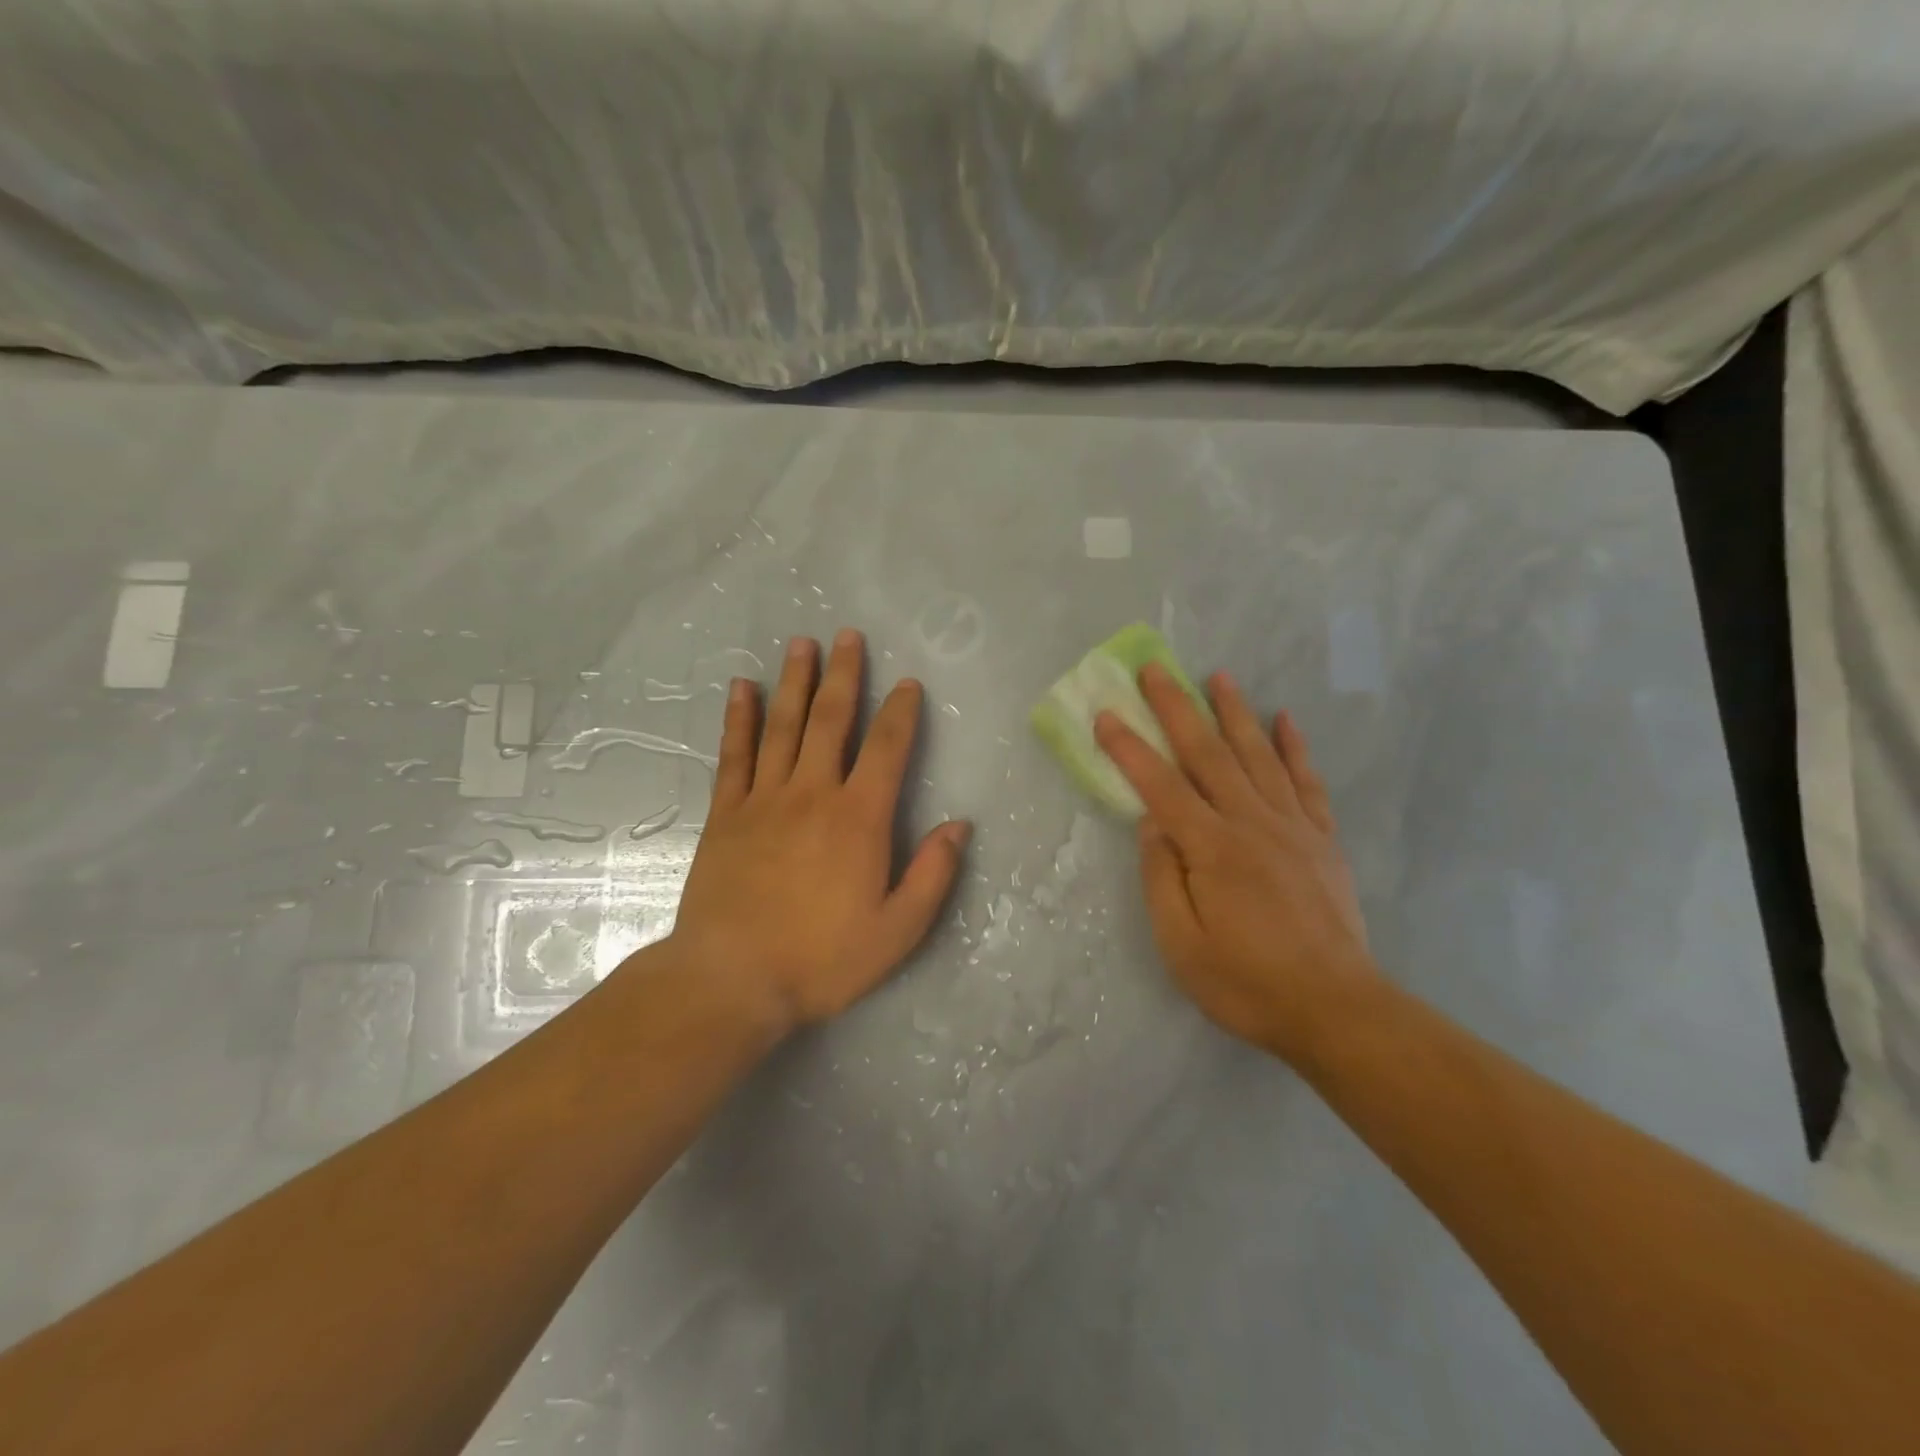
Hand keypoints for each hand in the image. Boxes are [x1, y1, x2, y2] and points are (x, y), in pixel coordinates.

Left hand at [665, 629, 970, 1034]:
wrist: (731, 980)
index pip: (887, 749)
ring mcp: (764, 799)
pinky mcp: (726, 814)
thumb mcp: (897, 931)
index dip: (901, 712)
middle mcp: (813, 794)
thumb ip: (933, 875)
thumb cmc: (821, 959)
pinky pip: (734, 754)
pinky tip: (742, 689)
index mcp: (859, 818)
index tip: (908, 683)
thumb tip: (959, 826)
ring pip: (783, 726)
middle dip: (844, 676)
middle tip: (848, 635)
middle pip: (832, 720)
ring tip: (802, 644)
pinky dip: (739, 719)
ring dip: (794, 681)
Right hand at [1094, 665, 1377, 1064]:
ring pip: (1258, 755)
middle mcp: (1252, 823)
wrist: (1337, 1009)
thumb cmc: (1247, 983)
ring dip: (1234, 712)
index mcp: (1212, 849)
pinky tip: (1285, 719)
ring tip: (1218, 675)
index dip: (1130, 748)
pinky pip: (1306, 781)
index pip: (1161, 785)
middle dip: (1177, 707)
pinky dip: (1295, 747)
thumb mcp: (1182, 944)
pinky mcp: (1321, 839)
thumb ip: (1162, 877)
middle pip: (1208, 753)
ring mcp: (1293, 827)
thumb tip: (1152, 823)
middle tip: (1156, 669)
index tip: (1106, 714)